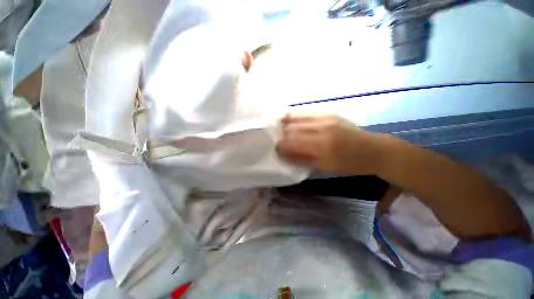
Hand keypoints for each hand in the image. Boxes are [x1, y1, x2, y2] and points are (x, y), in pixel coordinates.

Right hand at [277, 113, 390, 174]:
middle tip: (274, 139)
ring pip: (296, 118)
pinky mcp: (328, 112)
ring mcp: (325, 118)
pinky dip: (294, 116)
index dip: (280, 146)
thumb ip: (302, 160)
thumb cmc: (349, 163)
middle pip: (292, 129)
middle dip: (280, 135)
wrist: (373, 149)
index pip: (292, 143)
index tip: (274, 149)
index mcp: (322, 147)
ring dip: (285, 124)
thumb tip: (283, 154)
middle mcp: (322, 129)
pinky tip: (288, 119)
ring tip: (278, 128)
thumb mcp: (325, 167)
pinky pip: (305, 112)